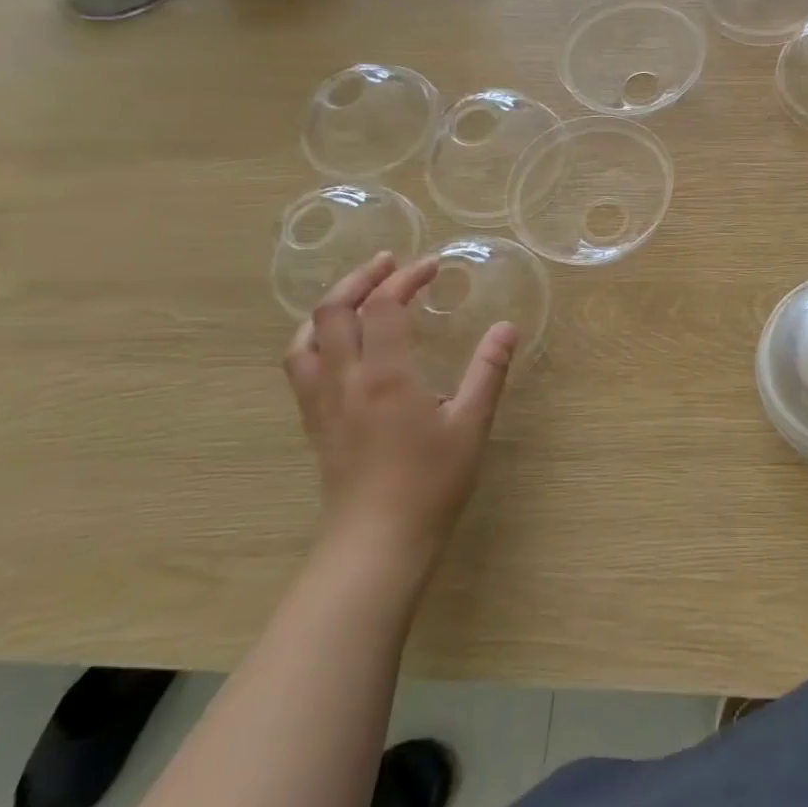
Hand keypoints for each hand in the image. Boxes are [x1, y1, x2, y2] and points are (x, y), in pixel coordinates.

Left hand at [284, 253, 517, 567]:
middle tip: (391, 264)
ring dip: (331, 305)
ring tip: (358, 294)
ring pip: (307, 336)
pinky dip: (315, 337)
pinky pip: (300, 365)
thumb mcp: (472, 424)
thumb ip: (489, 370)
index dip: (406, 278)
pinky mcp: (315, 421)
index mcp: (386, 375)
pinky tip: (337, 344)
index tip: (432, 267)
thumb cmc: (431, 483)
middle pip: (334, 310)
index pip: (385, 306)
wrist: (378, 542)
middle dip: (362, 278)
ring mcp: (322, 401)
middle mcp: (345, 379)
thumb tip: (507, 327)